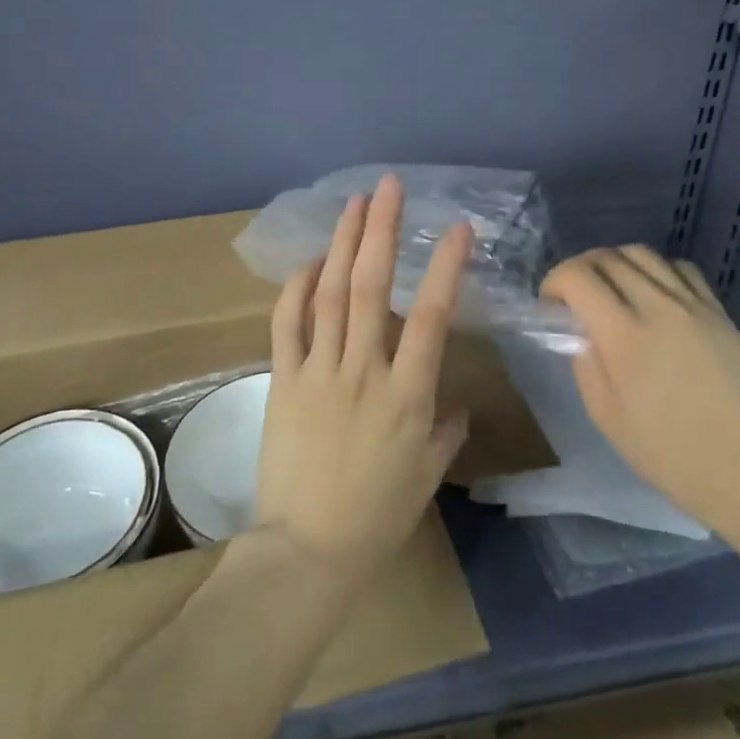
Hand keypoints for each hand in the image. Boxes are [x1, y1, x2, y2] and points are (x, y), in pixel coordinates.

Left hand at [253, 175, 471, 583]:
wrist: (306, 551)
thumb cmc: (376, 517)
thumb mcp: (426, 476)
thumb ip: (444, 431)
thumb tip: (455, 403)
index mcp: (407, 395)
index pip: (430, 316)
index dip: (445, 267)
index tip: (456, 228)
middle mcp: (363, 371)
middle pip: (371, 287)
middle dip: (380, 230)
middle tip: (387, 187)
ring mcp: (318, 372)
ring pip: (329, 295)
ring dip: (341, 244)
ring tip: (352, 204)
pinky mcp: (283, 381)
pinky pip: (287, 325)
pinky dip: (296, 289)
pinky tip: (308, 262)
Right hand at [541, 246, 739, 538]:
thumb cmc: (672, 456)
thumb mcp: (608, 419)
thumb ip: (585, 364)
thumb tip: (579, 331)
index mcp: (625, 336)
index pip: (578, 277)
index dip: (554, 281)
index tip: (550, 304)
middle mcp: (658, 307)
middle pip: (608, 257)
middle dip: (580, 269)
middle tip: (574, 297)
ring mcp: (694, 305)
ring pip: (642, 254)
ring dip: (615, 263)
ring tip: (611, 291)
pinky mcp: (719, 312)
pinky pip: (679, 268)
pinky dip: (655, 270)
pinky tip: (653, 295)